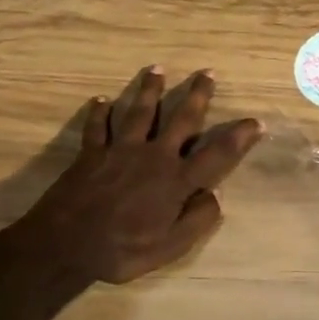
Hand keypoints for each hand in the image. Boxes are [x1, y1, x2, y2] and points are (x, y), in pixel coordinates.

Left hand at [8, 66, 262, 285]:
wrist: (62, 246)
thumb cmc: (121, 251)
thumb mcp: (170, 248)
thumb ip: (197, 220)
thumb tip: (216, 195)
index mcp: (176, 180)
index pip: (217, 154)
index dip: (240, 137)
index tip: (256, 121)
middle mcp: (154, 156)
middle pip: (181, 119)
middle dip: (197, 95)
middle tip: (208, 72)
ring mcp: (120, 151)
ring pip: (140, 112)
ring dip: (150, 90)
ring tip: (157, 69)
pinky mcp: (91, 153)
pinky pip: (96, 127)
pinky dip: (99, 112)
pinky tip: (100, 99)